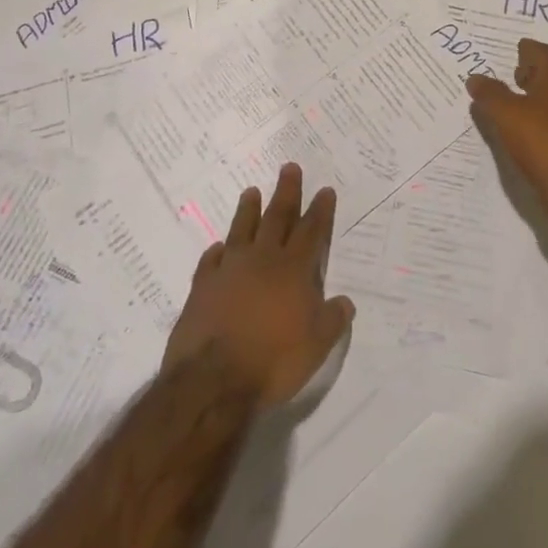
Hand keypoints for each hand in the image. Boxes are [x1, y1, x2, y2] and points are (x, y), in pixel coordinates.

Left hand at [161, 164, 354, 407]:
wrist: (213, 380)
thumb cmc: (273, 361)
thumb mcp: (317, 346)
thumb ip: (332, 320)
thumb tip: (345, 301)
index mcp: (294, 270)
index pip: (311, 231)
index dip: (320, 210)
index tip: (324, 189)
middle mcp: (263, 260)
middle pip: (277, 217)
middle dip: (286, 192)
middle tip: (289, 167)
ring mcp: (229, 270)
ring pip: (241, 230)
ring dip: (248, 210)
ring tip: (251, 191)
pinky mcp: (202, 287)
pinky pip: (210, 261)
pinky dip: (216, 251)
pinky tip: (218, 246)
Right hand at [467, 38, 547, 237]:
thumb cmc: (542, 140)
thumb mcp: (507, 113)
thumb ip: (490, 93)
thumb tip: (475, 77)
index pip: (544, 53)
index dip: (528, 49)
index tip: (513, 48)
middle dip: (530, 72)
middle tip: (508, 71)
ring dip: (530, 97)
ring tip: (506, 102)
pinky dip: (533, 120)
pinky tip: (518, 130)